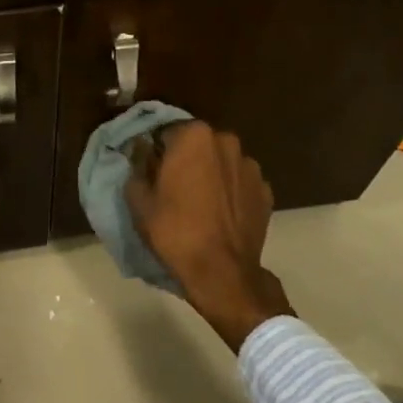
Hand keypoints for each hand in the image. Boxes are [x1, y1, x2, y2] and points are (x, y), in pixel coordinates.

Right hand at [126, 121, 291, 352]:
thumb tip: (140, 151)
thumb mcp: (139, 199)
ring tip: (199, 202)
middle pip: (197, 144)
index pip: (166, 131)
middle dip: (185, 158)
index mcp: (194, 135)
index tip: (150, 170)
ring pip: (221, 162)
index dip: (156, 150)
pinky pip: (239, 183)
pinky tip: (219, 214)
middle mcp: (226, 141)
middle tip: (172, 186)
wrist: (222, 272)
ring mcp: (250, 166)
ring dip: (210, 173)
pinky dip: (229, 192)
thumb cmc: (174, 230)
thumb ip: (137, 165)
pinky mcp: (265, 191)